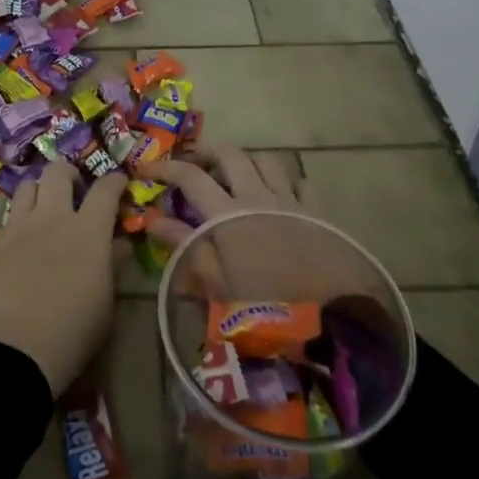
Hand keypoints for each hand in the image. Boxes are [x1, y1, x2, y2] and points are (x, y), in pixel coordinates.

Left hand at [0, 162, 126, 396]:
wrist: (13, 347)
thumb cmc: (72, 331)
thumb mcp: (105, 302)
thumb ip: (112, 264)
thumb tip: (120, 244)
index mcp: (88, 231)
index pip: (105, 191)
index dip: (114, 181)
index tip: (119, 181)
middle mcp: (53, 217)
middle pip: (58, 172)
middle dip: (69, 173)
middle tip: (75, 189)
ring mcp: (21, 226)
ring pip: (28, 185)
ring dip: (40, 189)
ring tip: (46, 206)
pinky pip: (9, 213)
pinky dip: (20, 214)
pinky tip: (24, 234)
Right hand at [141, 143, 369, 304]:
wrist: (332, 326)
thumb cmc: (265, 311)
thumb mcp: (216, 286)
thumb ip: (186, 249)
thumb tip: (155, 221)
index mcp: (229, 214)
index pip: (190, 177)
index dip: (165, 168)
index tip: (147, 169)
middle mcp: (259, 197)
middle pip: (229, 154)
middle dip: (206, 151)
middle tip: (193, 164)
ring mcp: (292, 202)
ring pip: (267, 161)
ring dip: (246, 162)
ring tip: (236, 177)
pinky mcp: (319, 214)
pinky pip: (302, 184)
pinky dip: (287, 183)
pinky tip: (281, 196)